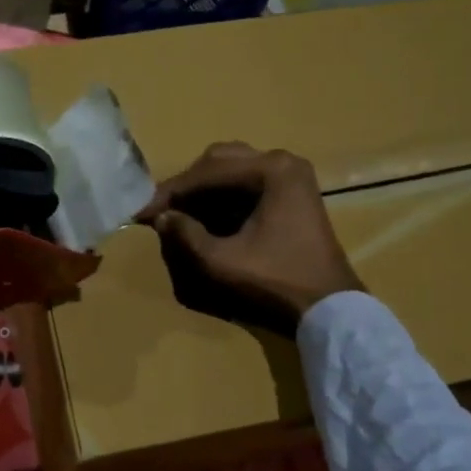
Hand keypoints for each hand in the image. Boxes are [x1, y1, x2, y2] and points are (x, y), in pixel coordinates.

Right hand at [137, 142, 361, 334]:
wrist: (329, 309)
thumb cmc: (275, 281)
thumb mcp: (221, 261)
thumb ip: (185, 234)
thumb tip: (161, 217)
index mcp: (271, 170)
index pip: (208, 171)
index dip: (171, 192)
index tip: (142, 211)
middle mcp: (282, 162)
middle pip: (220, 162)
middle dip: (187, 186)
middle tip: (161, 211)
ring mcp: (291, 178)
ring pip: (233, 171)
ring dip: (203, 191)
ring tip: (178, 215)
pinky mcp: (293, 195)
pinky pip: (247, 185)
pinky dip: (222, 197)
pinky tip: (204, 218)